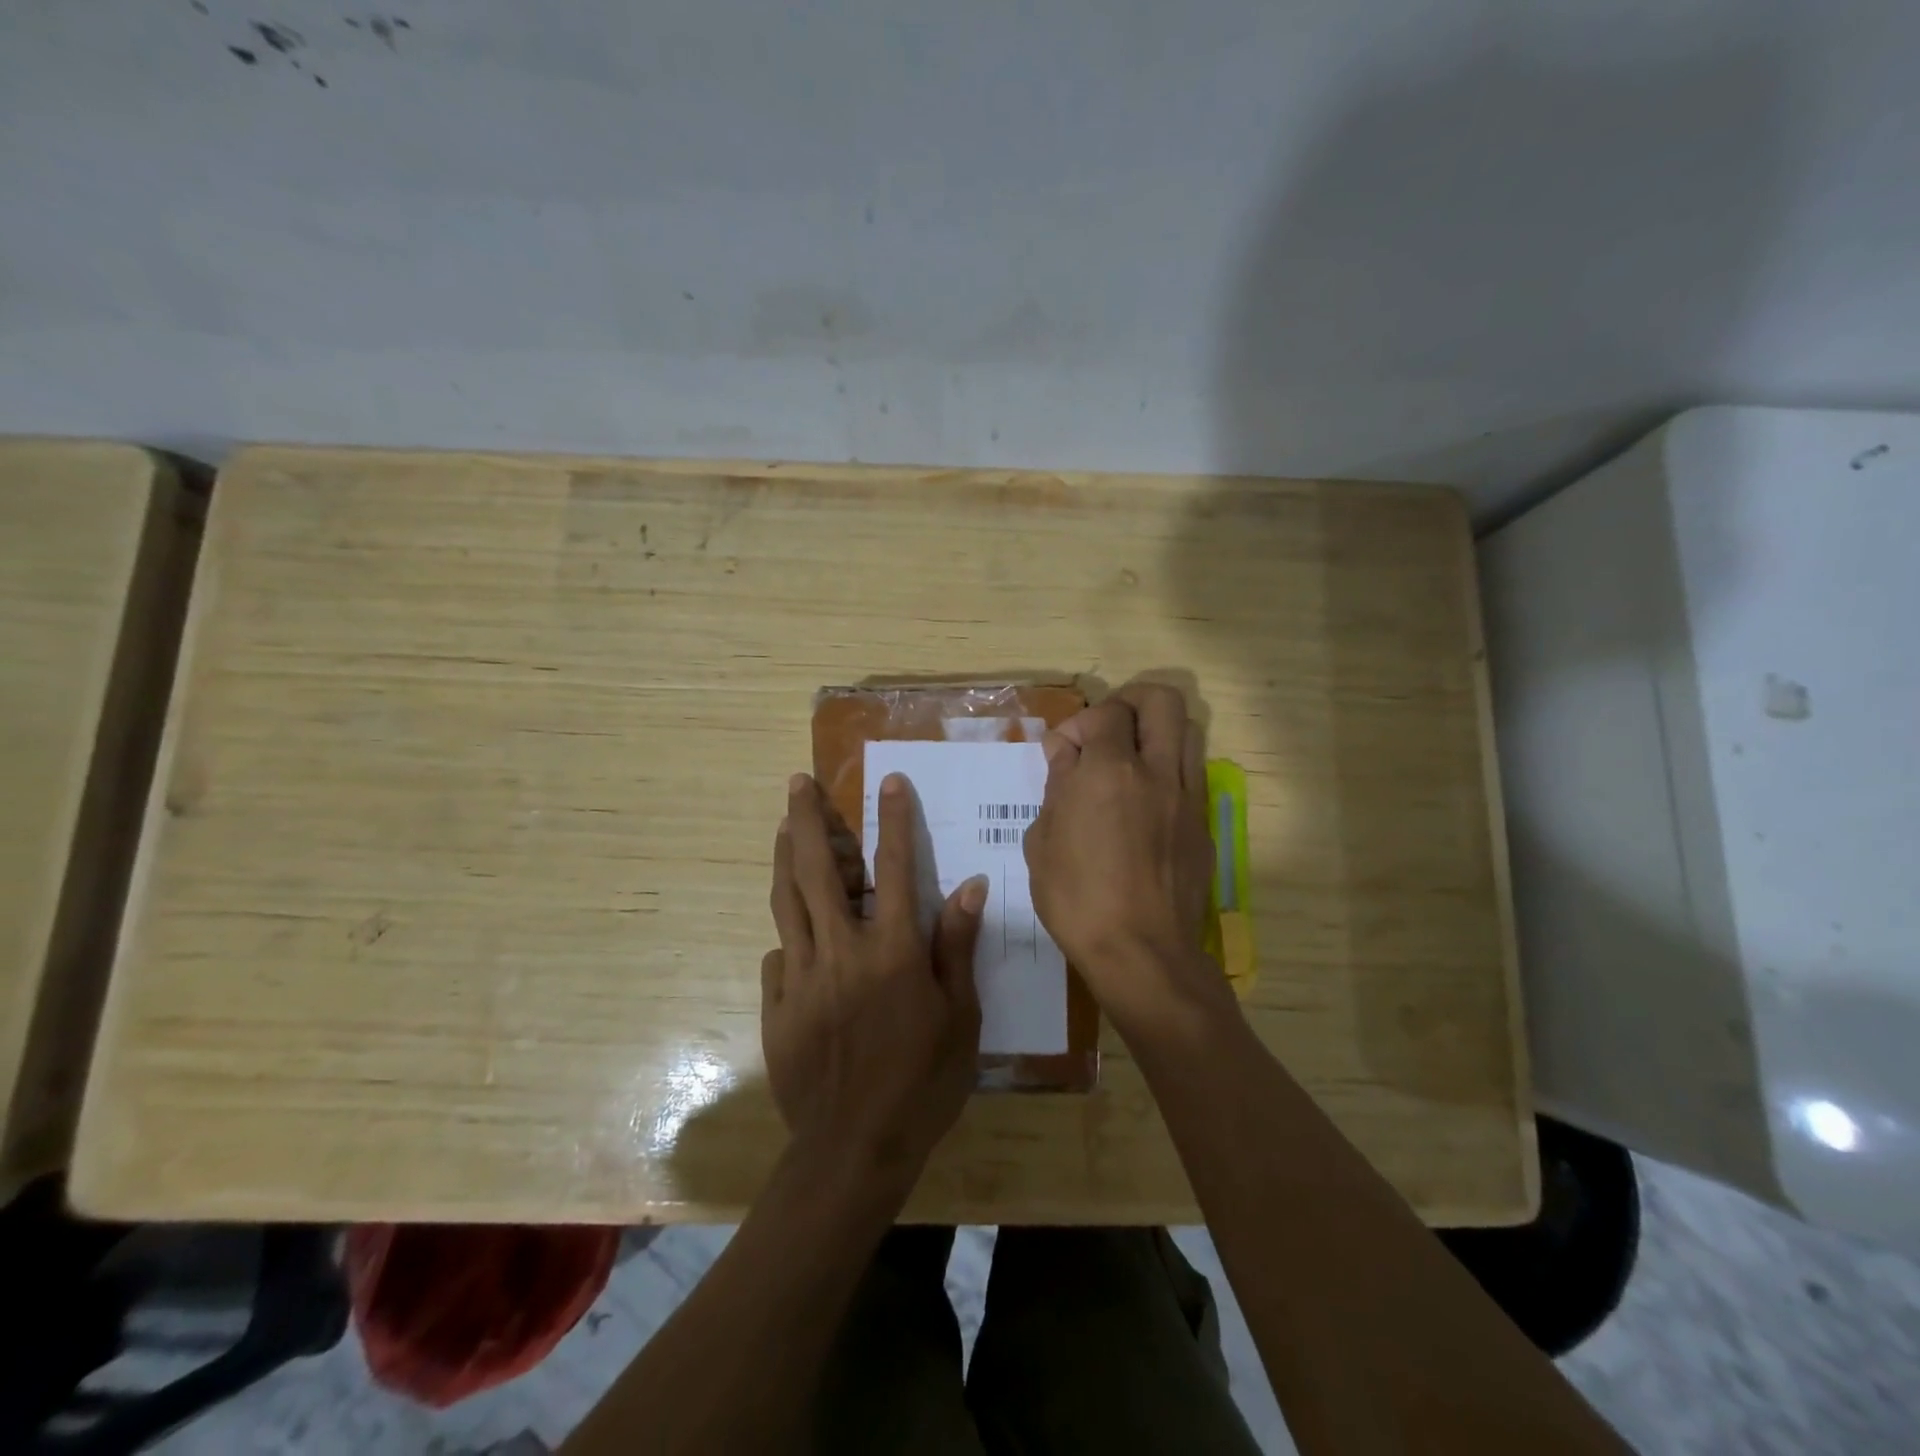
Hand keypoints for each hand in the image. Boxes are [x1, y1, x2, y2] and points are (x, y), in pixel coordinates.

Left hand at [762, 772, 985, 1178]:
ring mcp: (802, 976)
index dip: (894, 820)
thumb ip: (956, 947)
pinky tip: (792, 931)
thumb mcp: (960, 1017)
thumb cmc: (922, 1082)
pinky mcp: (777, 1005)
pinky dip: (788, 934)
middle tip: (797, 783)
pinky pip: (778, 955)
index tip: (889, 782)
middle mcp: (842, 950)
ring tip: (781, 826)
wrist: (855, 1149)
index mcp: (892, 950)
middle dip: (808, 819)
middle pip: (820, 870)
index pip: (894, 868)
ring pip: (788, 901)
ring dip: (785, 857)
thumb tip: (968, 886)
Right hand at [1023, 682, 1231, 1034]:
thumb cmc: (1078, 900)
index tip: (1062, 755)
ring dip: (1154, 732)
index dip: (1079, 724)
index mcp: (1110, 771)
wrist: (1142, 953)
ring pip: (1186, 731)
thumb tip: (1067, 756)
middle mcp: (1157, 772)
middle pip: (1161, 700)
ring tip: (1127, 762)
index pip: (1106, 713)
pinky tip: (1143, 803)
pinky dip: (1167, 770)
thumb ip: (1056, 788)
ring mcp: (1187, 797)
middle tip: (1106, 731)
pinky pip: (1191, 774)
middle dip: (1130, 702)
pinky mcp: (1203, 825)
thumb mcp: (1042, 842)